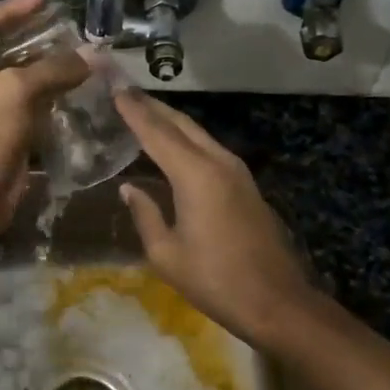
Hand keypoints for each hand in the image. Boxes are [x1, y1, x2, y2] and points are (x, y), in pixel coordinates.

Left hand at [0, 0, 89, 240]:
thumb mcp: (16, 91)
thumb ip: (53, 69)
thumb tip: (90, 56)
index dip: (10, 7)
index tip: (43, 2)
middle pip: (5, 46)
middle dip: (36, 35)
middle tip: (70, 30)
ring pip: (23, 76)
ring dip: (51, 66)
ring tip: (83, 57)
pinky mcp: (11, 130)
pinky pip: (35, 103)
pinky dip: (55, 94)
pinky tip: (81, 91)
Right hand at [114, 89, 319, 347]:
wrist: (277, 302)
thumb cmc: (216, 280)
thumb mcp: (166, 254)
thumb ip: (145, 215)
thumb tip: (130, 189)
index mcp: (195, 175)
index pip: (156, 131)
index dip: (132, 109)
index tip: (112, 87)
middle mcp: (218, 162)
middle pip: (180, 122)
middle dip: (151, 105)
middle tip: (123, 91)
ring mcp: (237, 171)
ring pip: (197, 133)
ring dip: (169, 120)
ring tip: (141, 112)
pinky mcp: (245, 184)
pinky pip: (208, 148)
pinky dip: (185, 139)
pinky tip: (170, 146)